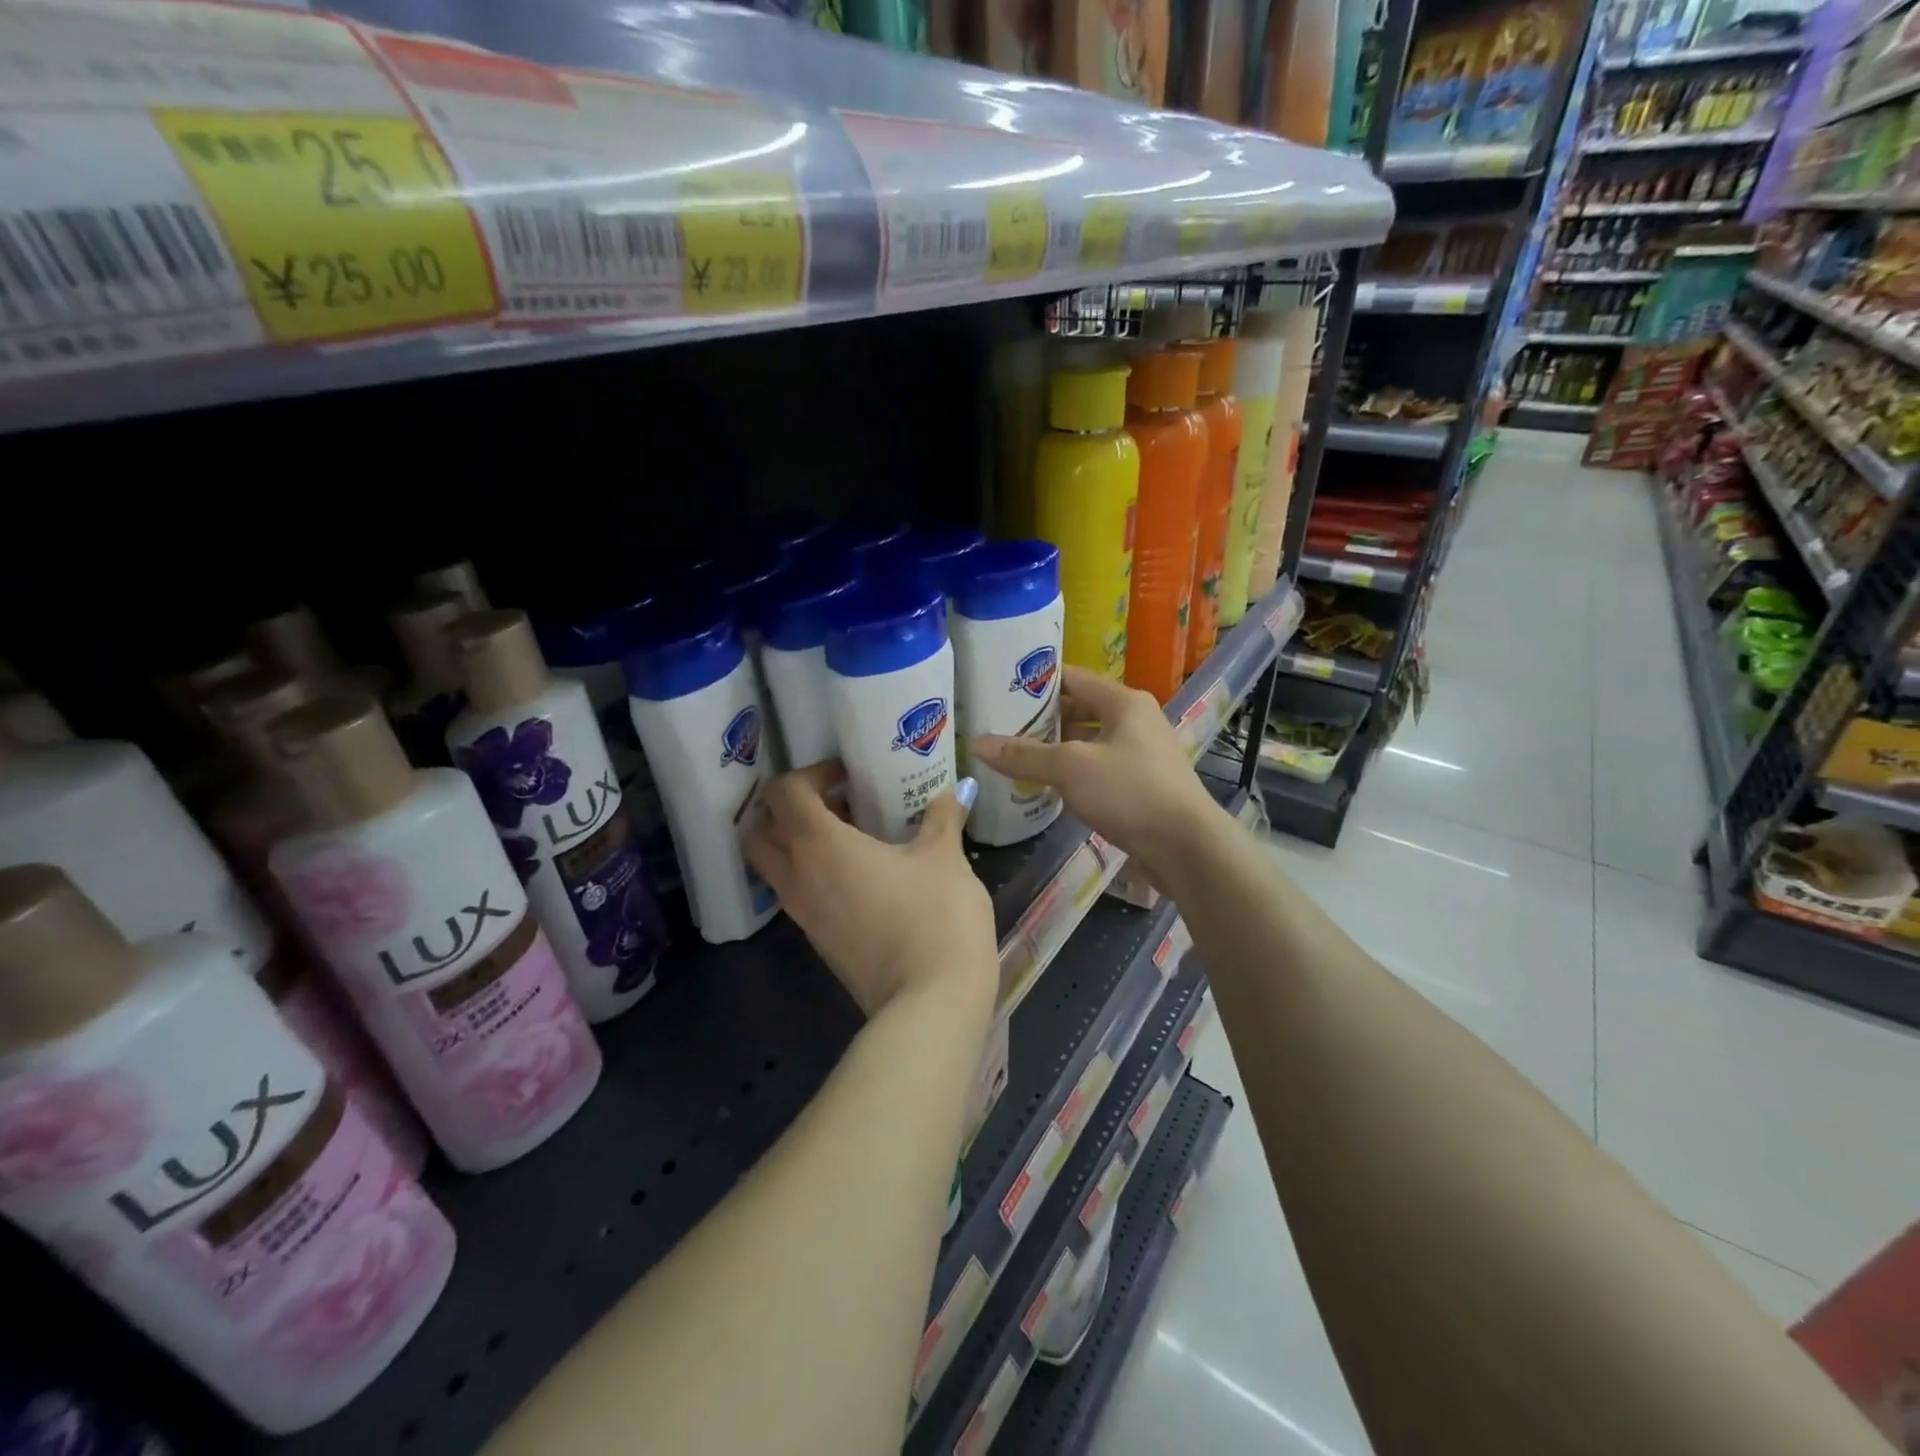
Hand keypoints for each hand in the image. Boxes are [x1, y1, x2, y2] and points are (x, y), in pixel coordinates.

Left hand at [745, 763, 996, 1018]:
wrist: (930, 1002)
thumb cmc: (936, 916)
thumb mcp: (945, 858)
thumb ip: (942, 818)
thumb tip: (952, 792)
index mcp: (819, 846)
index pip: (784, 793)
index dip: (811, 773)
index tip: (847, 774)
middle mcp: (798, 877)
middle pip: (759, 830)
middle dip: (786, 808)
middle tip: (832, 800)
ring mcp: (803, 914)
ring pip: (774, 865)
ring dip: (797, 841)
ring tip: (850, 833)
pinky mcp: (818, 941)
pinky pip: (797, 892)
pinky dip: (811, 871)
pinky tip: (860, 871)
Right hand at [972, 666, 1226, 881]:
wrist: (1186, 847)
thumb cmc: (1130, 792)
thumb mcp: (1071, 768)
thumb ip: (1024, 755)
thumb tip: (978, 744)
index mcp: (1124, 702)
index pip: (1073, 678)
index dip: (1037, 684)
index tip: (1001, 692)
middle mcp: (1136, 721)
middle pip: (1080, 710)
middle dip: (1042, 720)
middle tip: (1001, 728)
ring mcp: (1141, 754)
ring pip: (1089, 743)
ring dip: (1056, 750)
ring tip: (1016, 757)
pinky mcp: (1142, 785)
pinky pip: (1099, 769)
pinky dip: (1073, 773)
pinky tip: (1047, 787)